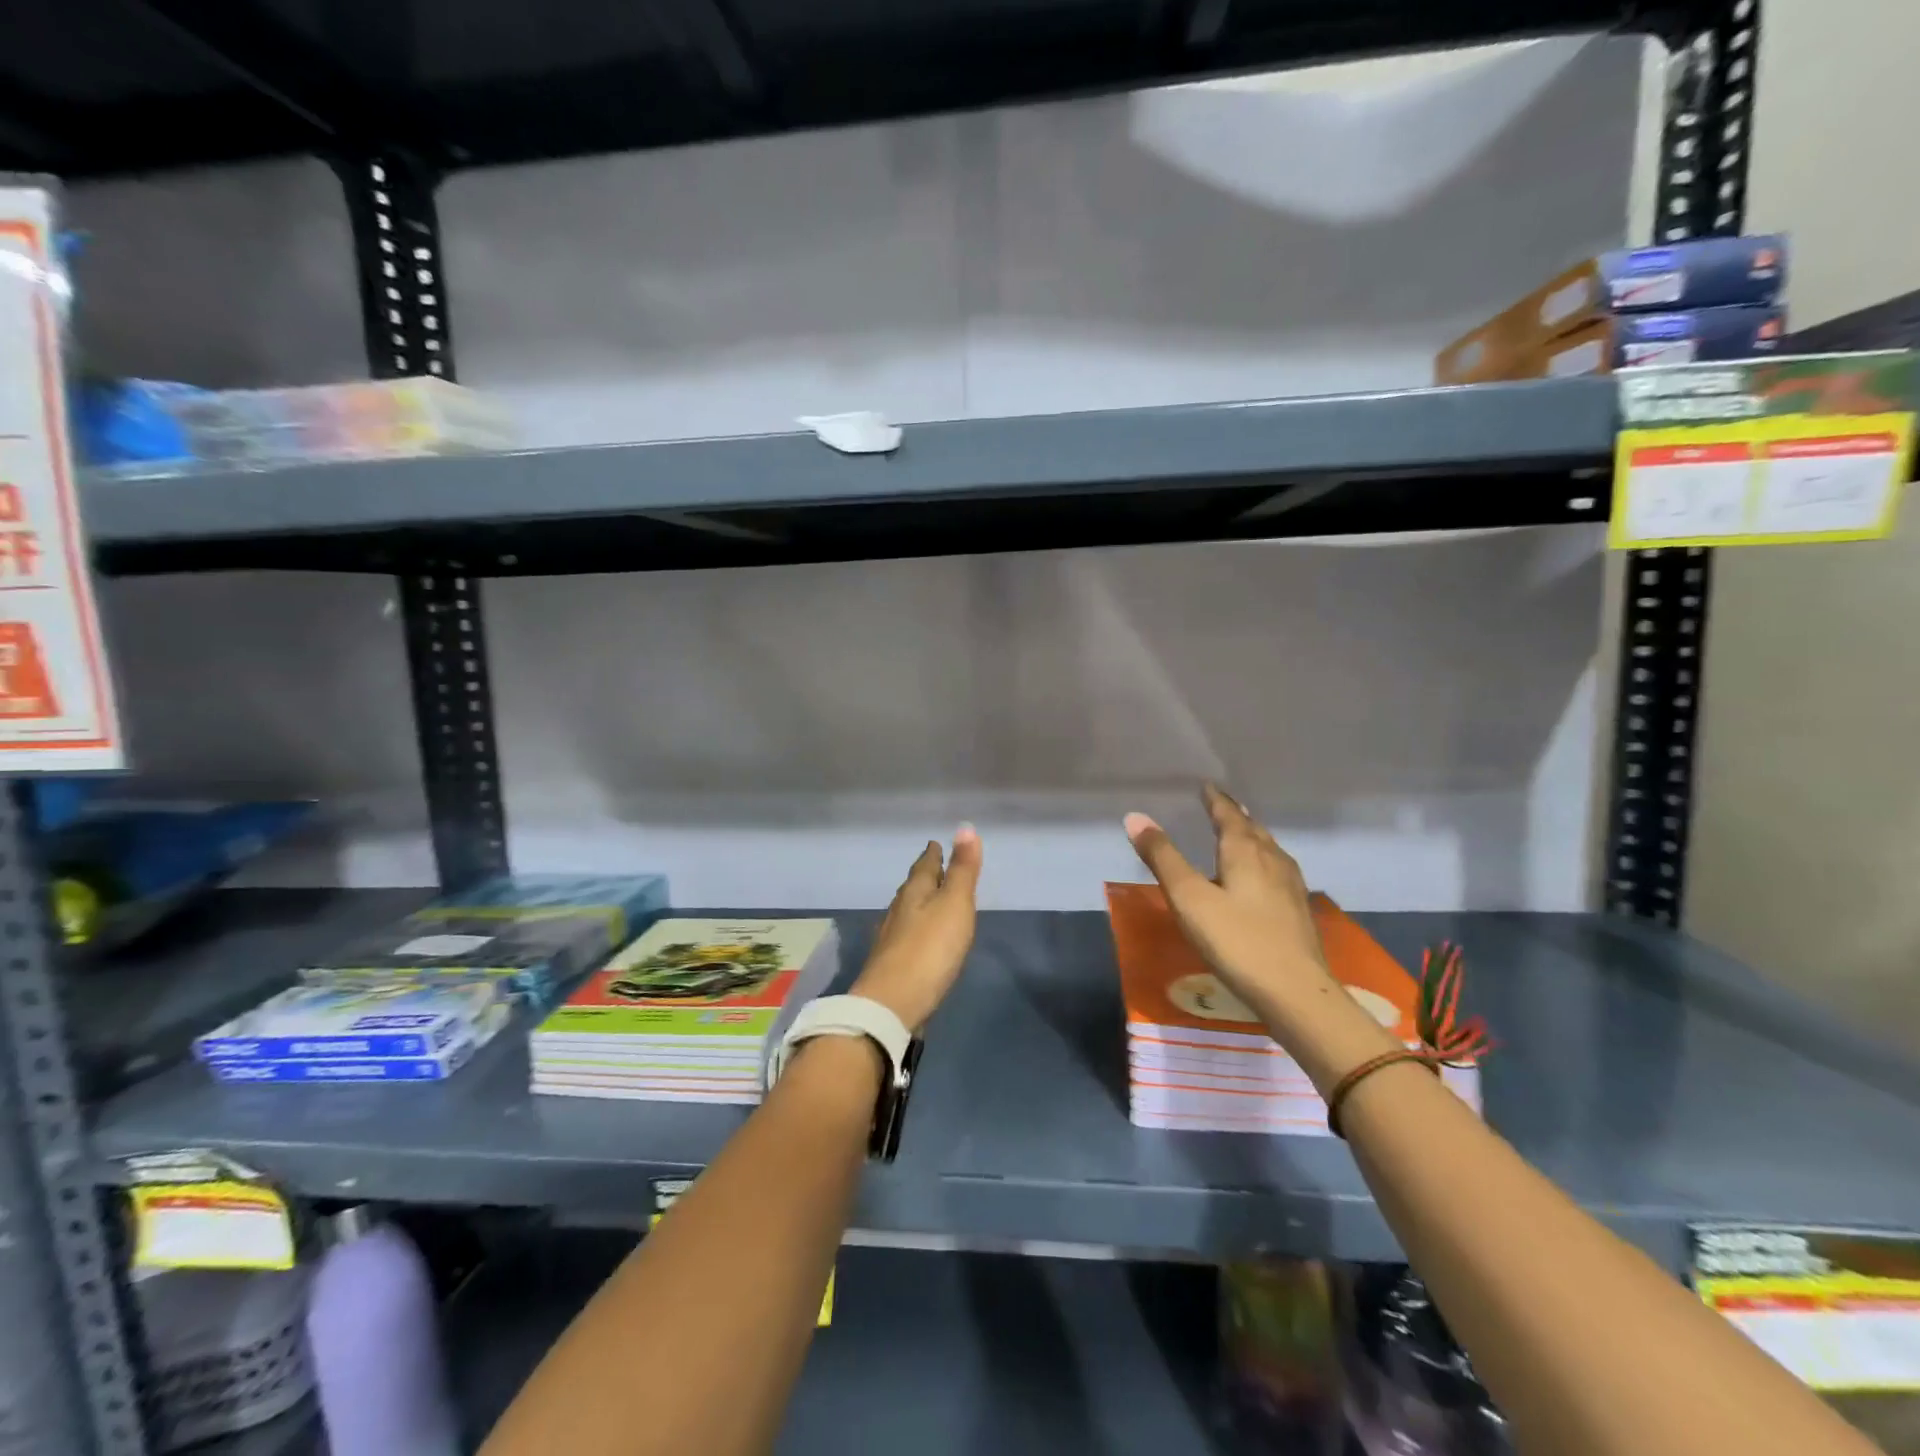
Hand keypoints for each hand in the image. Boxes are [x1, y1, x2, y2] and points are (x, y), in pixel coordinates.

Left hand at [850, 826, 982, 1030]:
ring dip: (919, 902)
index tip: (935, 843)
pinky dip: (916, 928)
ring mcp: (891, 938)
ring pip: (907, 911)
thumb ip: (962, 869)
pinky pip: (906, 935)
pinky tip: (920, 939)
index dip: (933, 854)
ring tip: (930, 899)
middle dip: (924, 876)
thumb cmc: (930, 949)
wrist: (893, 1003)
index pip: (924, 865)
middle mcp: (898, 910)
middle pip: (913, 886)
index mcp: (914, 892)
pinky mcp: (891, 964)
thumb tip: (965, 827)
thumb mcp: (954, 904)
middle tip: (934, 866)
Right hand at [1123, 784, 1329, 1012]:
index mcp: (1245, 851)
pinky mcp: (1298, 911)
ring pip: (1269, 849)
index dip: (1215, 799)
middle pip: (1252, 829)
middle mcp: (1272, 859)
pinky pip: (1278, 870)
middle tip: (1221, 805)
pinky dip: (1263, 861)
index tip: (1206, 786)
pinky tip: (1262, 878)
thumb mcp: (1189, 898)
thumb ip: (1163, 857)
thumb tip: (1135, 816)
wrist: (1295, 992)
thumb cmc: (1236, 940)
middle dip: (1235, 815)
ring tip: (1241, 834)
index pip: (1228, 815)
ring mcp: (1290, 886)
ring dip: (1252, 837)